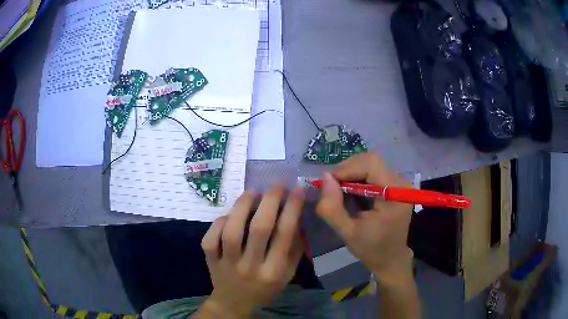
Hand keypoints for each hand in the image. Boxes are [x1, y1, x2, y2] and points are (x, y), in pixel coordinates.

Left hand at [200, 185, 304, 317]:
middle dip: (270, 201)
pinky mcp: (210, 260)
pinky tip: (228, 215)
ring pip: (232, 231)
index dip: (292, 209)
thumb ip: (294, 250)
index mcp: (273, 272)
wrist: (233, 304)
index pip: (284, 235)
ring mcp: (226, 264)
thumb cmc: (265, 288)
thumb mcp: (287, 275)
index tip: (297, 189)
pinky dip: (219, 223)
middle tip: (276, 184)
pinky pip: (210, 238)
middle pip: (259, 229)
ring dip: (242, 207)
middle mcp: (250, 267)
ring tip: (252, 192)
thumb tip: (296, 218)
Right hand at [316, 153, 413, 284]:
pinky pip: (374, 171)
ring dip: (351, 173)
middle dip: (347, 170)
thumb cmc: (371, 249)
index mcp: (395, 195)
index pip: (371, 165)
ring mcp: (400, 182)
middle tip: (330, 186)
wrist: (391, 258)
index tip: (327, 182)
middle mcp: (401, 182)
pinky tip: (350, 191)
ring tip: (338, 189)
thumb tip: (325, 178)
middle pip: (370, 160)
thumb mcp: (347, 233)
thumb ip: (332, 208)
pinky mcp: (395, 184)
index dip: (346, 168)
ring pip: (371, 163)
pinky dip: (357, 177)